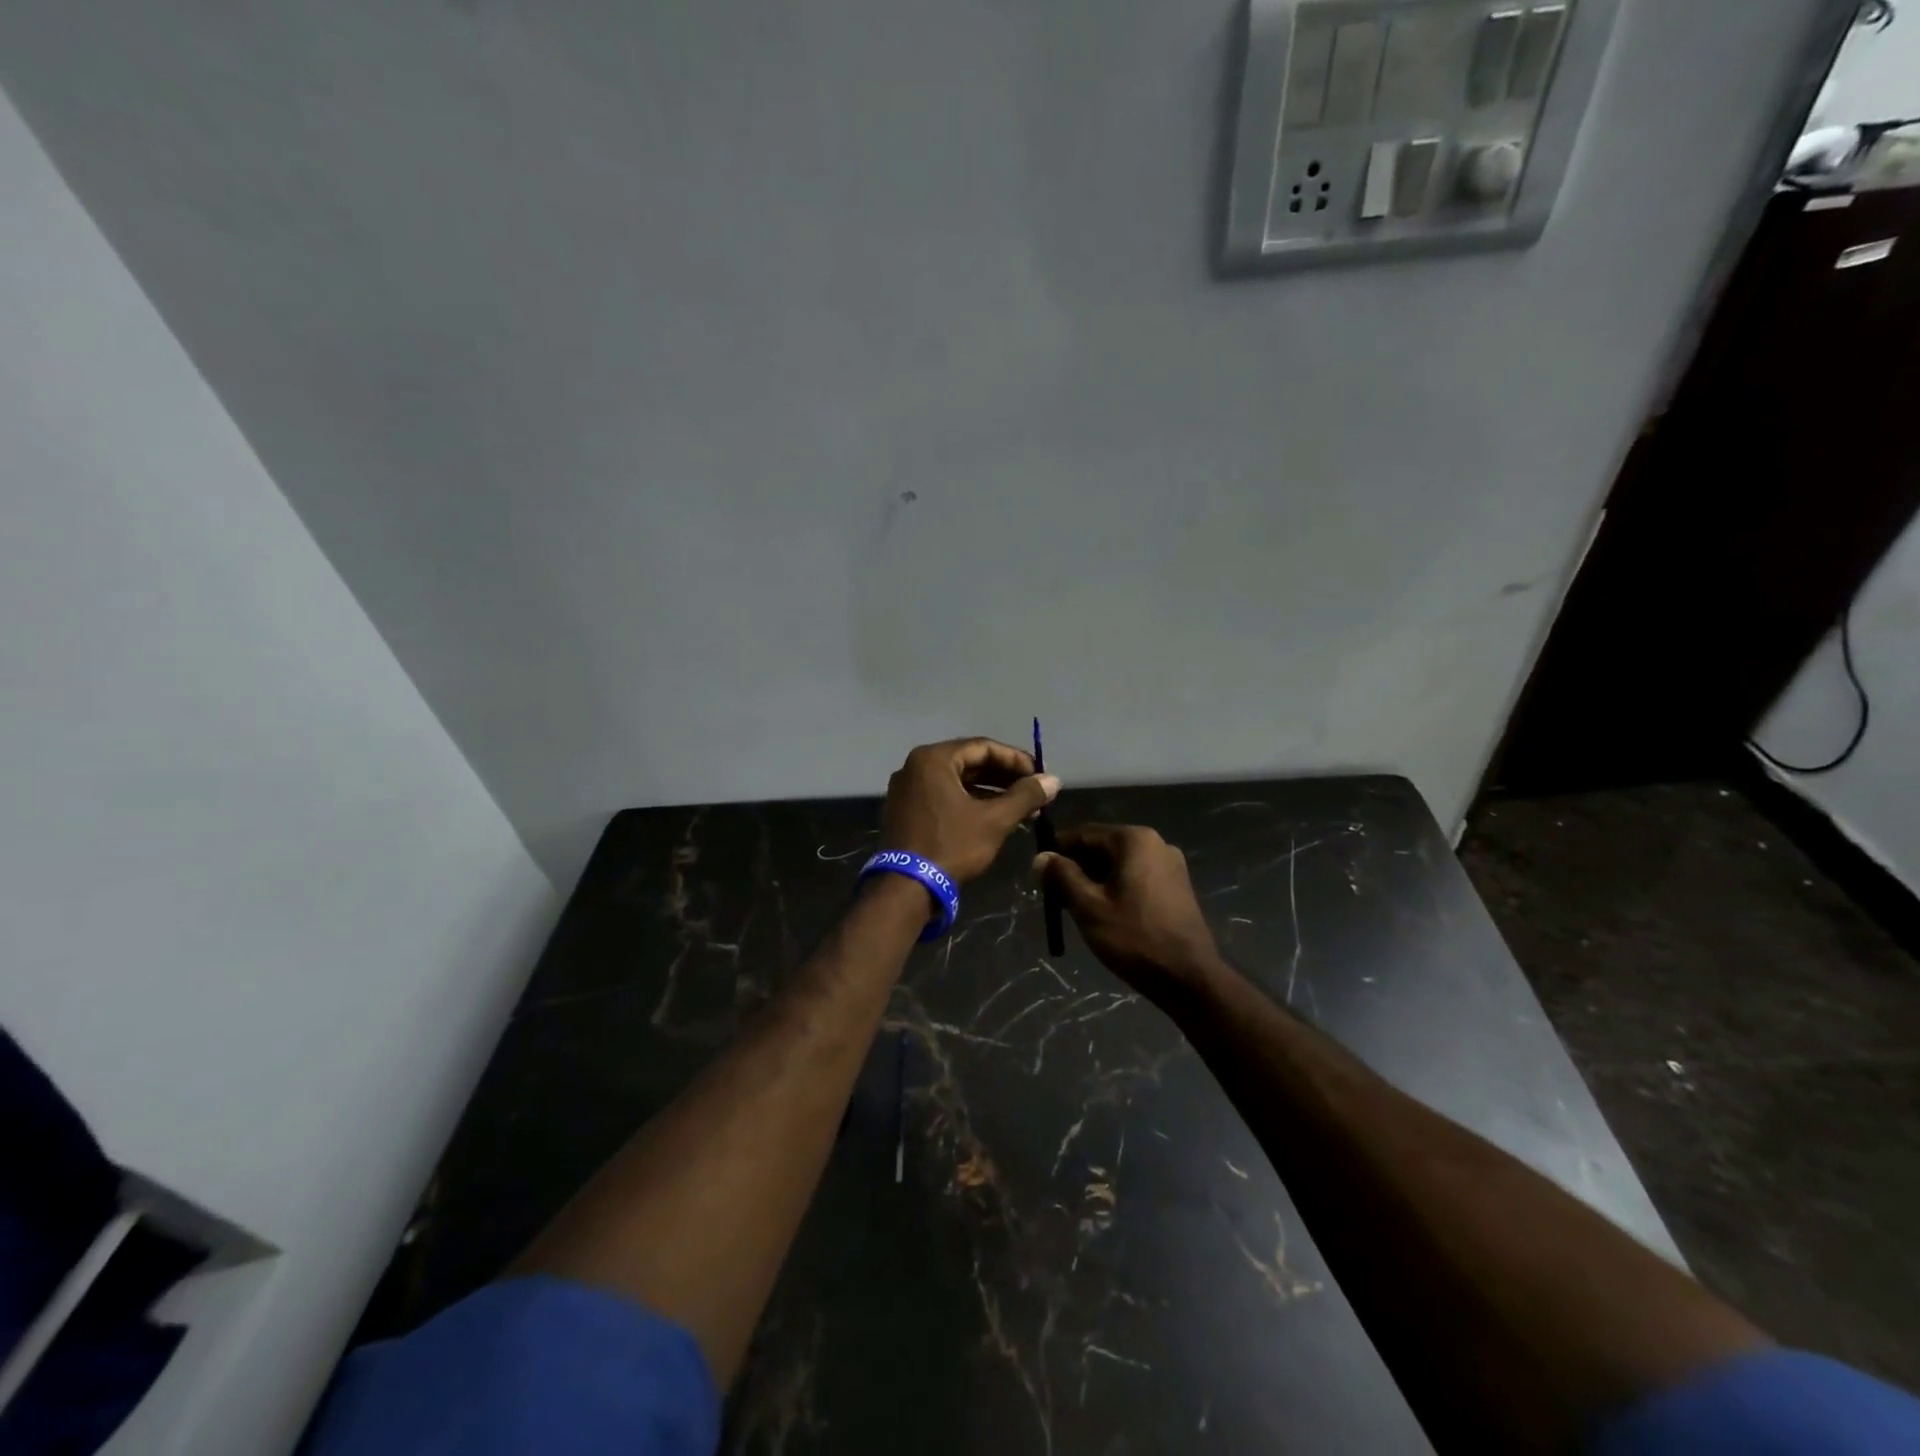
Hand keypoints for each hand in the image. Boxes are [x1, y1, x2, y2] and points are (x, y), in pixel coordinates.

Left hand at [881, 738, 1060, 883]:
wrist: (906, 888)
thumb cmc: (951, 846)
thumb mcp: (994, 820)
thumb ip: (1025, 796)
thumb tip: (1053, 780)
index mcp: (933, 759)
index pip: (983, 747)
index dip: (1016, 760)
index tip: (1039, 775)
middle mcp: (915, 767)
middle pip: (968, 763)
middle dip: (1003, 778)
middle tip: (1032, 792)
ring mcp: (906, 790)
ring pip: (956, 782)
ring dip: (989, 792)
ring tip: (1020, 808)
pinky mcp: (904, 811)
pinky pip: (942, 797)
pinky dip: (968, 803)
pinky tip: (993, 818)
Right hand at [1035, 824, 1222, 995]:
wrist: (1189, 978)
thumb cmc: (1134, 938)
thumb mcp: (1089, 907)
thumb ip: (1061, 876)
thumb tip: (1040, 857)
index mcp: (1134, 839)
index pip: (1084, 833)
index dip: (1057, 851)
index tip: (1039, 873)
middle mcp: (1156, 843)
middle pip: (1103, 846)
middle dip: (1077, 867)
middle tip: (1055, 894)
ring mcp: (1171, 864)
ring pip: (1119, 863)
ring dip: (1095, 879)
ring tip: (1076, 906)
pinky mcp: (1177, 886)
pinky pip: (1137, 876)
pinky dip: (1116, 887)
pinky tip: (1105, 912)